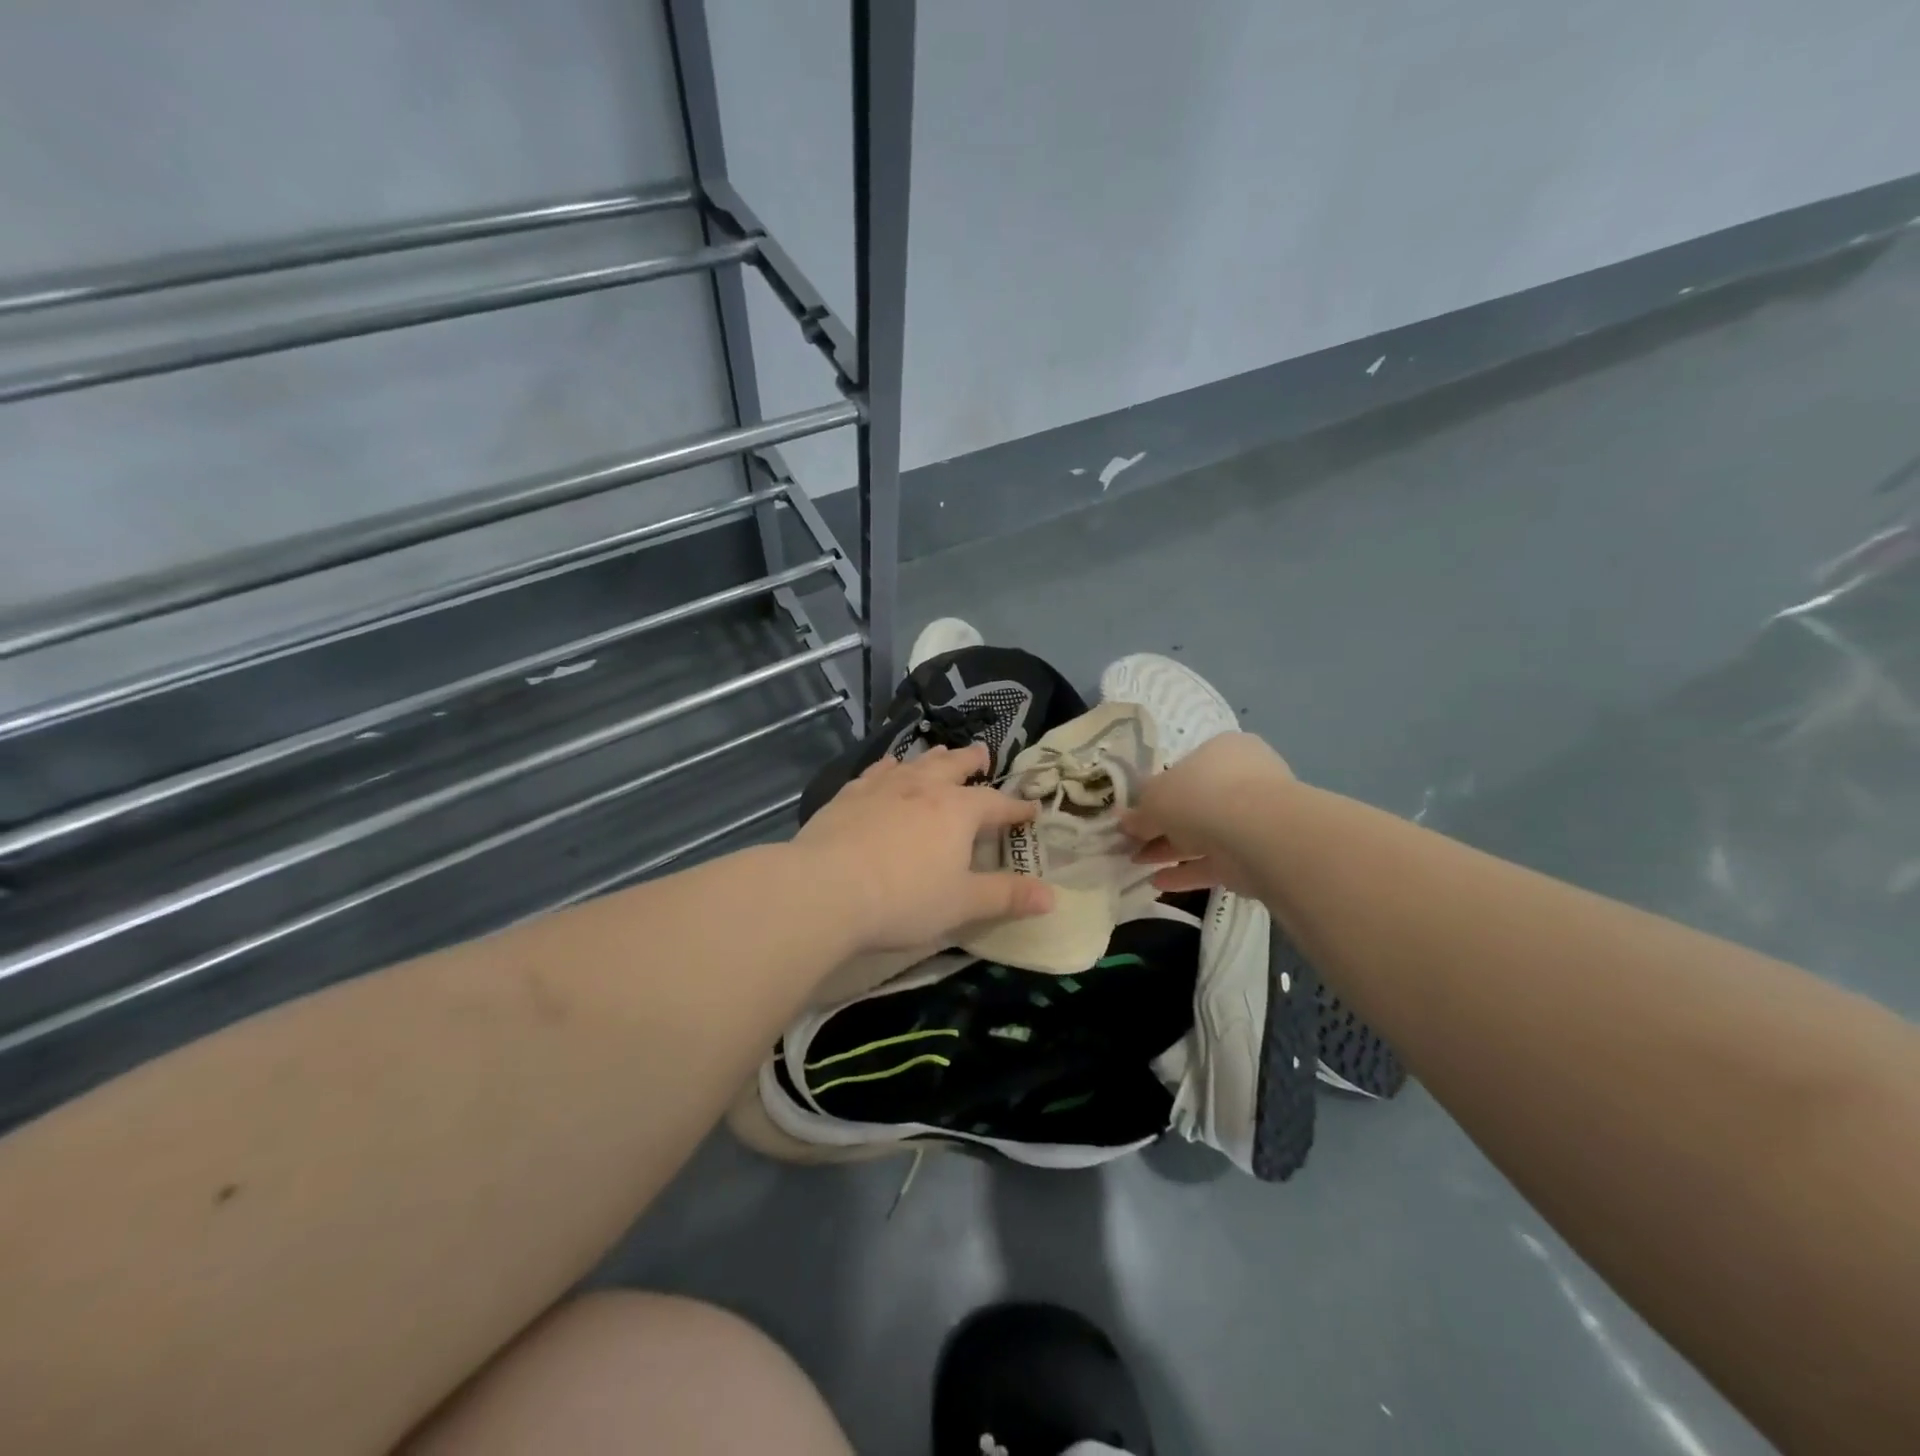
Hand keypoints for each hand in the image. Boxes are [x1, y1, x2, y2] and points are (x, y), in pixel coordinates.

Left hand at [794, 743, 1055, 952]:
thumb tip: (1051, 897)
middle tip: (983, 754)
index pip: (996, 804)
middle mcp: (923, 788)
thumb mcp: (962, 904)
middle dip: (972, 762)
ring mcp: (883, 787)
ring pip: (915, 763)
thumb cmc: (903, 900)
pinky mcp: (848, 795)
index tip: (1031, 810)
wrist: (825, 889)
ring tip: (940, 753)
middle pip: (954, 767)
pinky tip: (887, 768)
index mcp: (957, 812)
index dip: (1016, 808)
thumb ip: (1006, 897)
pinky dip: (889, 767)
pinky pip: (876, 772)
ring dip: (932, 758)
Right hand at [1121, 732, 1293, 894]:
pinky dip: (1188, 872)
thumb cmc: (1201, 795)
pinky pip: (1216, 862)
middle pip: (1195, 803)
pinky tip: (1158, 882)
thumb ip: (1140, 811)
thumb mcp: (1155, 798)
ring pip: (1204, 834)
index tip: (1136, 812)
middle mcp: (1243, 780)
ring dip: (1170, 849)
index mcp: (1223, 751)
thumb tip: (1125, 821)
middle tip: (1132, 841)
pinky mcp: (1258, 855)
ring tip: (1136, 862)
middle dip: (1162, 825)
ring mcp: (1254, 819)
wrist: (1259, 833)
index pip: (1186, 768)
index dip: (1157, 791)